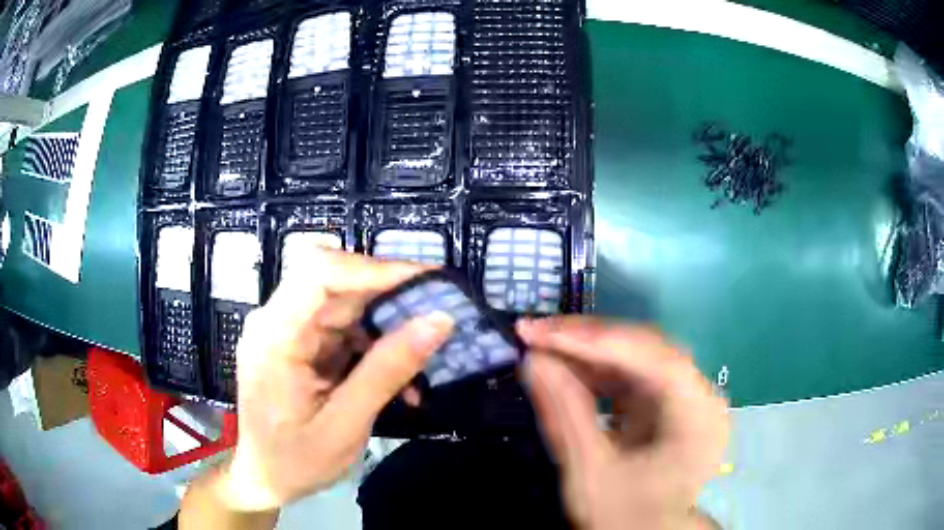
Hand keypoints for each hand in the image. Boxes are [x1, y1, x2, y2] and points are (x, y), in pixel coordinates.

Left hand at [219, 251, 452, 511]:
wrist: (263, 478)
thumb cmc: (295, 460)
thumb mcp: (345, 425)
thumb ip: (387, 372)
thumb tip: (438, 321)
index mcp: (275, 336)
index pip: (319, 273)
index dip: (374, 269)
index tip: (427, 281)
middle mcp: (276, 321)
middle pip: (336, 282)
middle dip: (390, 296)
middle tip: (437, 313)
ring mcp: (286, 330)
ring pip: (345, 303)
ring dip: (386, 325)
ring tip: (423, 357)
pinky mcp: (298, 343)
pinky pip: (342, 327)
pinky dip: (374, 345)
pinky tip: (397, 375)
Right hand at [518, 317, 727, 529]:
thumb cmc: (625, 516)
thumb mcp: (590, 473)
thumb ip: (565, 414)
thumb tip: (532, 359)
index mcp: (697, 415)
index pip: (650, 356)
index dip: (593, 339)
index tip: (538, 332)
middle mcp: (699, 396)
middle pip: (644, 350)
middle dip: (586, 341)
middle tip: (534, 332)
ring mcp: (684, 399)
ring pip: (635, 359)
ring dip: (587, 353)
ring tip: (542, 345)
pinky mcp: (666, 406)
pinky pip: (630, 377)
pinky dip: (595, 372)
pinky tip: (565, 368)